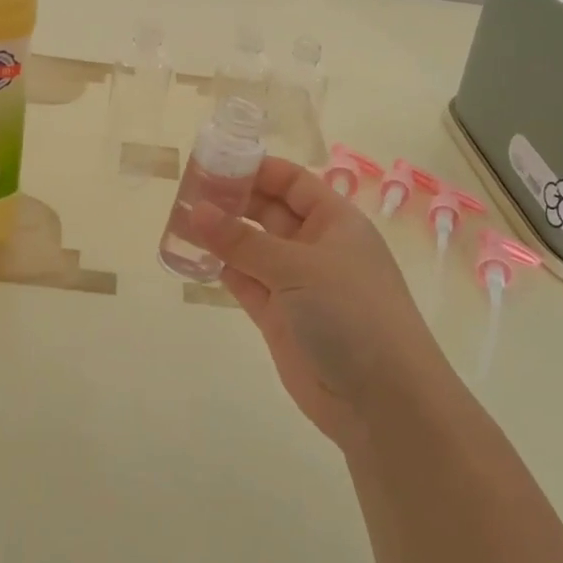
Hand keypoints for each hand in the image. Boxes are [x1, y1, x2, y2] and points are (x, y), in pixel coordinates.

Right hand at [186, 157, 452, 446]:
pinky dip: (222, 269)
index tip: (215, 162)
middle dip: (233, 200)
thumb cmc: (351, 313)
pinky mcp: (279, 317)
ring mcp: (297, 283)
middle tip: (187, 191)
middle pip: (269, 211)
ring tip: (179, 219)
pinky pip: (246, 282)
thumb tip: (197, 209)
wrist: (383, 400)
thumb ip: (244, 240)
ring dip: (222, 235)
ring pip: (253, 248)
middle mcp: (316, 246)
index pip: (293, 182)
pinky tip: (192, 255)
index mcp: (335, 221)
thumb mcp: (298, 267)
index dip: (257, 170)